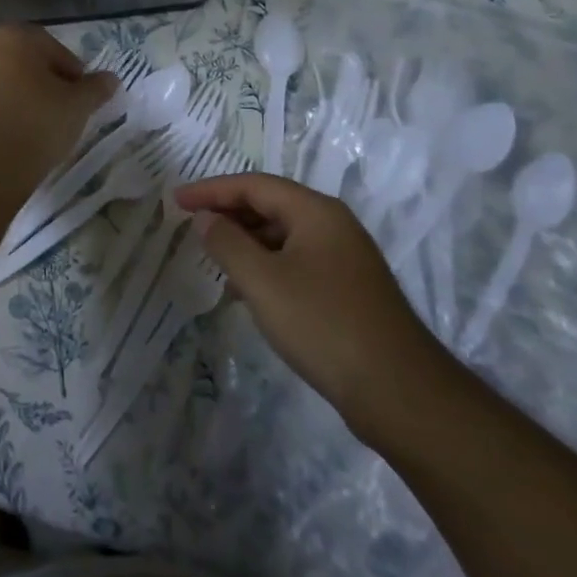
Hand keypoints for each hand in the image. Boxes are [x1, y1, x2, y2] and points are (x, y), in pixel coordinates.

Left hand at [0, 25, 118, 211]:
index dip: (74, 75)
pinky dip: (4, 107)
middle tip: (64, 111)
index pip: (55, 49)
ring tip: (41, 125)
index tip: (81, 101)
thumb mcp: (76, 107)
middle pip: (27, 60)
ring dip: (25, 95)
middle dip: (48, 82)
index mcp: (11, 34)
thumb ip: (96, 88)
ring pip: (6, 78)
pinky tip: (16, 132)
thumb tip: (110, 79)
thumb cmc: (33, 126)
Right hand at [174, 173, 448, 433]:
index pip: (254, 185)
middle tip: (191, 228)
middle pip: (271, 205)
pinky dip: (266, 266)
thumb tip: (206, 219)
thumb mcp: (263, 282)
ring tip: (213, 259)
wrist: (399, 391)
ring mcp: (344, 258)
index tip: (176, 201)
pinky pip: (296, 261)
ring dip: (246, 242)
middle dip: (228, 214)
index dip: (211, 190)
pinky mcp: (347, 289)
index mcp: (316, 211)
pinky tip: (248, 291)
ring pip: (283, 236)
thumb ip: (227, 244)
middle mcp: (333, 225)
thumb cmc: (323, 325)